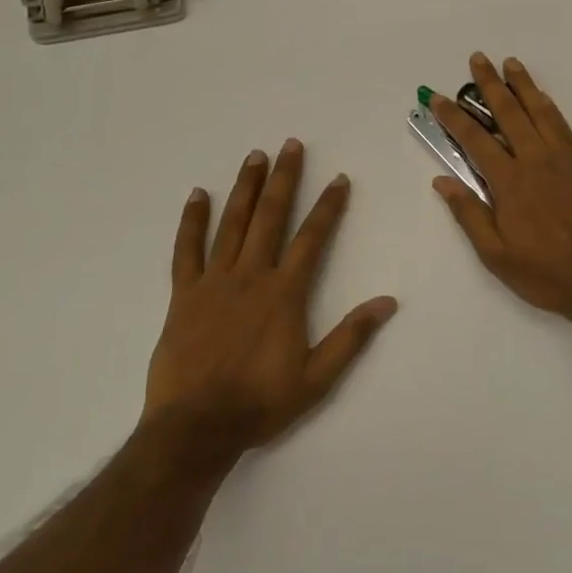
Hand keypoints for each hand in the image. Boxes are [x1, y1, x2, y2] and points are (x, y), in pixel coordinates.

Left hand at [147, 139, 397, 454]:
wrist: (195, 428)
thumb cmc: (260, 402)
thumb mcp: (317, 378)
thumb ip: (351, 336)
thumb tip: (388, 302)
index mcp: (284, 293)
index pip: (312, 237)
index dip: (329, 206)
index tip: (339, 179)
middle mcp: (251, 276)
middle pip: (271, 216)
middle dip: (284, 178)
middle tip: (291, 145)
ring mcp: (214, 282)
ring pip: (232, 223)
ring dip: (246, 187)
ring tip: (255, 156)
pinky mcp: (183, 294)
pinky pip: (186, 250)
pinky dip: (192, 221)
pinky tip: (198, 194)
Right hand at [430, 54, 571, 318]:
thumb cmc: (544, 272)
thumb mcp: (495, 254)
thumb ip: (469, 214)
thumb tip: (442, 180)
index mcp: (509, 183)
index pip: (475, 140)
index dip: (454, 116)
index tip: (439, 98)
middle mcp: (535, 160)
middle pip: (508, 112)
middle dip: (490, 84)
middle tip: (478, 59)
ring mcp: (563, 157)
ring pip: (539, 110)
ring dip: (522, 85)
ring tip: (510, 63)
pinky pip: (563, 124)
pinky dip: (548, 105)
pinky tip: (541, 97)